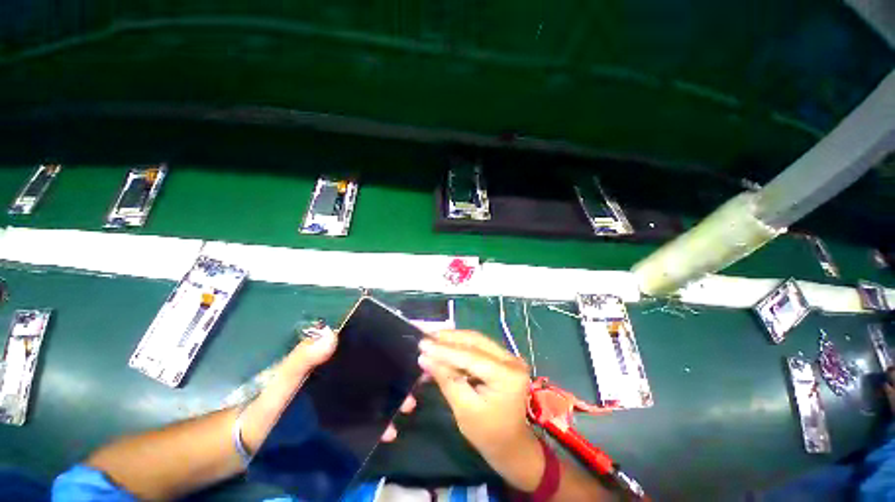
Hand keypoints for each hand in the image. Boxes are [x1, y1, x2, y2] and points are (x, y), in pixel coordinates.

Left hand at [240, 330, 414, 451]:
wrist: (257, 439)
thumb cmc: (272, 402)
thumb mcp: (285, 378)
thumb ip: (303, 358)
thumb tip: (333, 333)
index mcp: (336, 357)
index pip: (366, 344)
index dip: (388, 346)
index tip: (408, 352)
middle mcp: (346, 372)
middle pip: (378, 369)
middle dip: (398, 375)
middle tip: (413, 386)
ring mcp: (346, 395)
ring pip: (377, 391)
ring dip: (394, 398)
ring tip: (407, 408)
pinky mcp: (345, 416)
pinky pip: (368, 415)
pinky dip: (380, 422)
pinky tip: (388, 431)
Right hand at [419, 330, 543, 490]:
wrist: (511, 445)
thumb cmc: (487, 434)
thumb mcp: (463, 409)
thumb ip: (446, 379)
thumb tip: (425, 358)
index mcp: (507, 375)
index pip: (470, 356)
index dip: (444, 350)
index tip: (422, 344)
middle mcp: (511, 360)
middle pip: (475, 341)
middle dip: (449, 338)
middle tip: (426, 337)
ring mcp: (509, 357)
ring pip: (476, 340)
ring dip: (454, 339)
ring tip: (433, 339)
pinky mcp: (504, 358)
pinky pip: (479, 346)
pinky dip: (461, 346)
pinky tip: (445, 346)